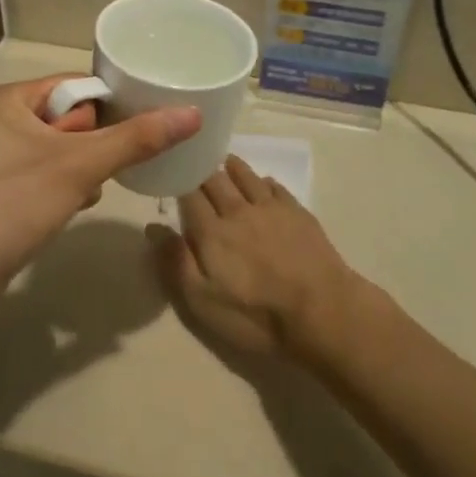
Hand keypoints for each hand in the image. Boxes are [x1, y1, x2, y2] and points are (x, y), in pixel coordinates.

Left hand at [0, 75, 200, 292]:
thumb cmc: (13, 206)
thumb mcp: (80, 167)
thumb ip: (136, 139)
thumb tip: (193, 113)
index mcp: (4, 99)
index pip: (72, 85)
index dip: (108, 103)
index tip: (142, 123)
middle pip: (65, 117)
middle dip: (92, 142)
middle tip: (104, 165)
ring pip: (56, 149)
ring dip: (80, 166)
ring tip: (88, 187)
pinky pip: (41, 173)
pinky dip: (62, 185)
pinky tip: (73, 205)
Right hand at [153, 154, 359, 357]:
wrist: (322, 312)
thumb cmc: (256, 314)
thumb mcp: (203, 302)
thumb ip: (176, 263)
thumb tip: (153, 227)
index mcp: (211, 231)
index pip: (188, 194)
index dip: (178, 181)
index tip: (170, 172)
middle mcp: (238, 210)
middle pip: (215, 180)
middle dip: (201, 170)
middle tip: (194, 163)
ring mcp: (271, 208)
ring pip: (246, 176)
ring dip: (232, 167)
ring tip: (224, 161)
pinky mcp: (298, 213)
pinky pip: (275, 186)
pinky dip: (263, 181)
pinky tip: (263, 183)